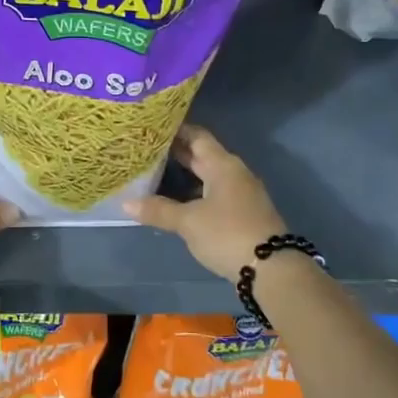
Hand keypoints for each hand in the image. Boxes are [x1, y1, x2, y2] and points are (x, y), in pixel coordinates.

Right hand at [125, 125, 286, 278]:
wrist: (272, 269)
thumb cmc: (227, 234)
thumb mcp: (188, 222)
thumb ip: (158, 210)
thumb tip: (125, 203)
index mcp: (223, 165)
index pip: (197, 136)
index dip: (176, 130)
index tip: (152, 128)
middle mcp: (234, 173)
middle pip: (203, 155)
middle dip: (177, 152)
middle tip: (147, 149)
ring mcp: (241, 193)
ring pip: (209, 175)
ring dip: (186, 174)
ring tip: (156, 173)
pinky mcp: (243, 213)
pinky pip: (214, 193)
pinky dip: (196, 192)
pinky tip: (177, 201)